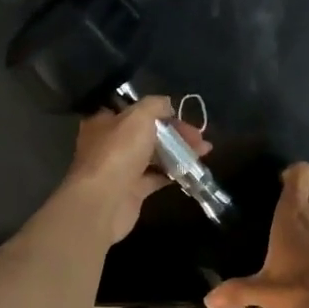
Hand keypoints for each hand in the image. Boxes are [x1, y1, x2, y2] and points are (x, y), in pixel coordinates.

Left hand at [59, 97, 209, 244]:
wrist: (104, 202)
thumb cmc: (118, 152)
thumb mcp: (139, 116)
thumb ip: (155, 105)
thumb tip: (167, 105)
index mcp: (105, 121)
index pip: (134, 110)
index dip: (159, 111)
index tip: (181, 115)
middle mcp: (110, 143)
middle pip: (147, 133)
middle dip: (175, 133)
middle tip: (199, 137)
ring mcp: (120, 168)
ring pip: (153, 155)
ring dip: (178, 152)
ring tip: (204, 151)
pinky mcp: (131, 191)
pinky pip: (156, 177)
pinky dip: (173, 173)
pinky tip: (192, 170)